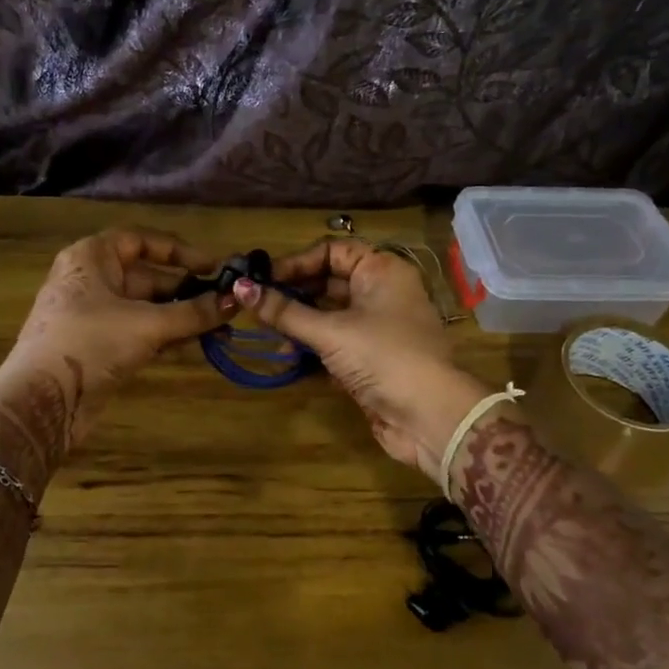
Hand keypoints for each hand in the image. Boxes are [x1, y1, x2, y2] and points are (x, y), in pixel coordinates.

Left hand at [0, 229, 232, 497]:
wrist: (43, 401)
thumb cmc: (90, 344)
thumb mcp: (147, 324)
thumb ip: (193, 312)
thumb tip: (235, 301)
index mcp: (92, 258)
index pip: (140, 240)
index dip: (178, 251)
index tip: (213, 266)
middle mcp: (92, 281)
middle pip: (148, 276)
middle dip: (187, 291)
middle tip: (226, 304)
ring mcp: (95, 316)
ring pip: (147, 308)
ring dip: (182, 317)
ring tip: (222, 328)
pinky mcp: (100, 347)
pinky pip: (140, 332)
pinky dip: (166, 335)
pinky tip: (197, 343)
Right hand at [234, 239, 489, 483]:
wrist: (429, 416)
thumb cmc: (382, 357)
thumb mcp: (329, 331)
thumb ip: (284, 311)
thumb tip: (238, 287)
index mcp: (381, 271)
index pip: (332, 252)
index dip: (296, 263)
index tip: (262, 280)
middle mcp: (382, 293)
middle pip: (329, 283)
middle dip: (293, 296)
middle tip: (256, 308)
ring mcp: (378, 328)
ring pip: (330, 316)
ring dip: (299, 325)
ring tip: (269, 337)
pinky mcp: (372, 359)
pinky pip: (336, 344)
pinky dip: (313, 348)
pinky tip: (289, 359)